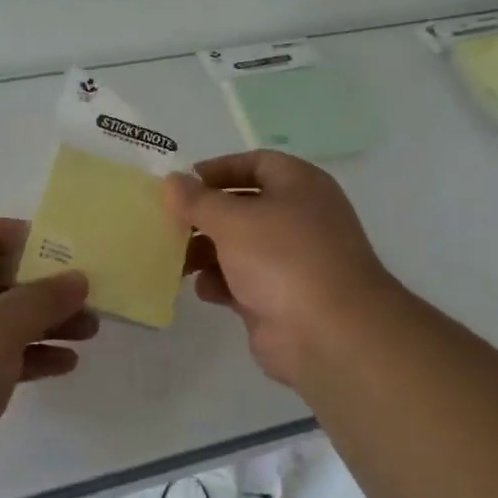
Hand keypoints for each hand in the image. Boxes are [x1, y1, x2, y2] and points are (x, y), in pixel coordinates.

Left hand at [0, 218, 94, 497]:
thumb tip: (77, 279)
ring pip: (2, 324)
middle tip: (87, 295)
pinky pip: (1, 361)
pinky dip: (33, 358)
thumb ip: (42, 297)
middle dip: (43, 286)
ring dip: (46, 323)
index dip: (19, 236)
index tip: (61, 251)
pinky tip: (66, 364)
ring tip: (90, 330)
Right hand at [163, 151, 401, 391]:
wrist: (329, 333)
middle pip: (243, 207)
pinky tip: (203, 289)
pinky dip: (220, 282)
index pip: (255, 163)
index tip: (182, 184)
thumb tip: (172, 181)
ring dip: (206, 251)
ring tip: (177, 260)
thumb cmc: (282, 258)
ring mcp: (291, 261)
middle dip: (205, 216)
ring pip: (239, 247)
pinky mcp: (279, 297)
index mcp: (299, 185)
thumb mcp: (232, 219)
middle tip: (168, 224)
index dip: (218, 170)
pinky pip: (241, 282)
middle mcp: (298, 218)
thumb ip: (197, 200)